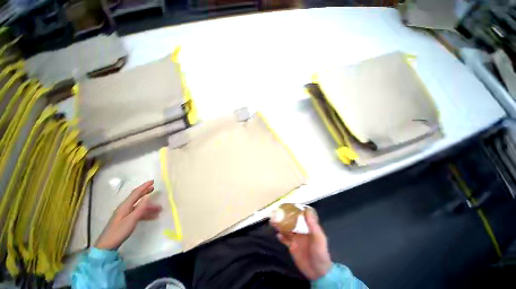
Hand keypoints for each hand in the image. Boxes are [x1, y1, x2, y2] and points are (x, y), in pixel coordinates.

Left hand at [95, 180, 161, 249]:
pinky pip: (138, 213)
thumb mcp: (131, 219)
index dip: (144, 186)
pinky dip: (146, 214)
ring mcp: (125, 214)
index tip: (153, 181)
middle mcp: (125, 208)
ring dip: (149, 206)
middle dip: (146, 192)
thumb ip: (140, 208)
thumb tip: (148, 197)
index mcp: (125, 206)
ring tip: (159, 208)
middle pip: (137, 197)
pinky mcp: (126, 220)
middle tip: (154, 188)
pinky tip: (153, 217)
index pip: (136, 193)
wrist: (107, 245)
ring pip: (139, 207)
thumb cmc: (119, 231)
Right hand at [272, 208, 331, 279]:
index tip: (288, 205)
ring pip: (286, 229)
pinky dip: (281, 236)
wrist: (318, 272)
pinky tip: (277, 234)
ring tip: (274, 221)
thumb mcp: (318, 238)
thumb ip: (312, 224)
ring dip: (281, 225)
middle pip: (291, 222)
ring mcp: (296, 239)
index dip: (295, 210)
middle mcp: (301, 231)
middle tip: (277, 212)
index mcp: (308, 227)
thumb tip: (306, 209)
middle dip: (285, 217)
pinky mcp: (292, 247)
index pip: (300, 216)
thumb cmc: (320, 252)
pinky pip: (285, 240)